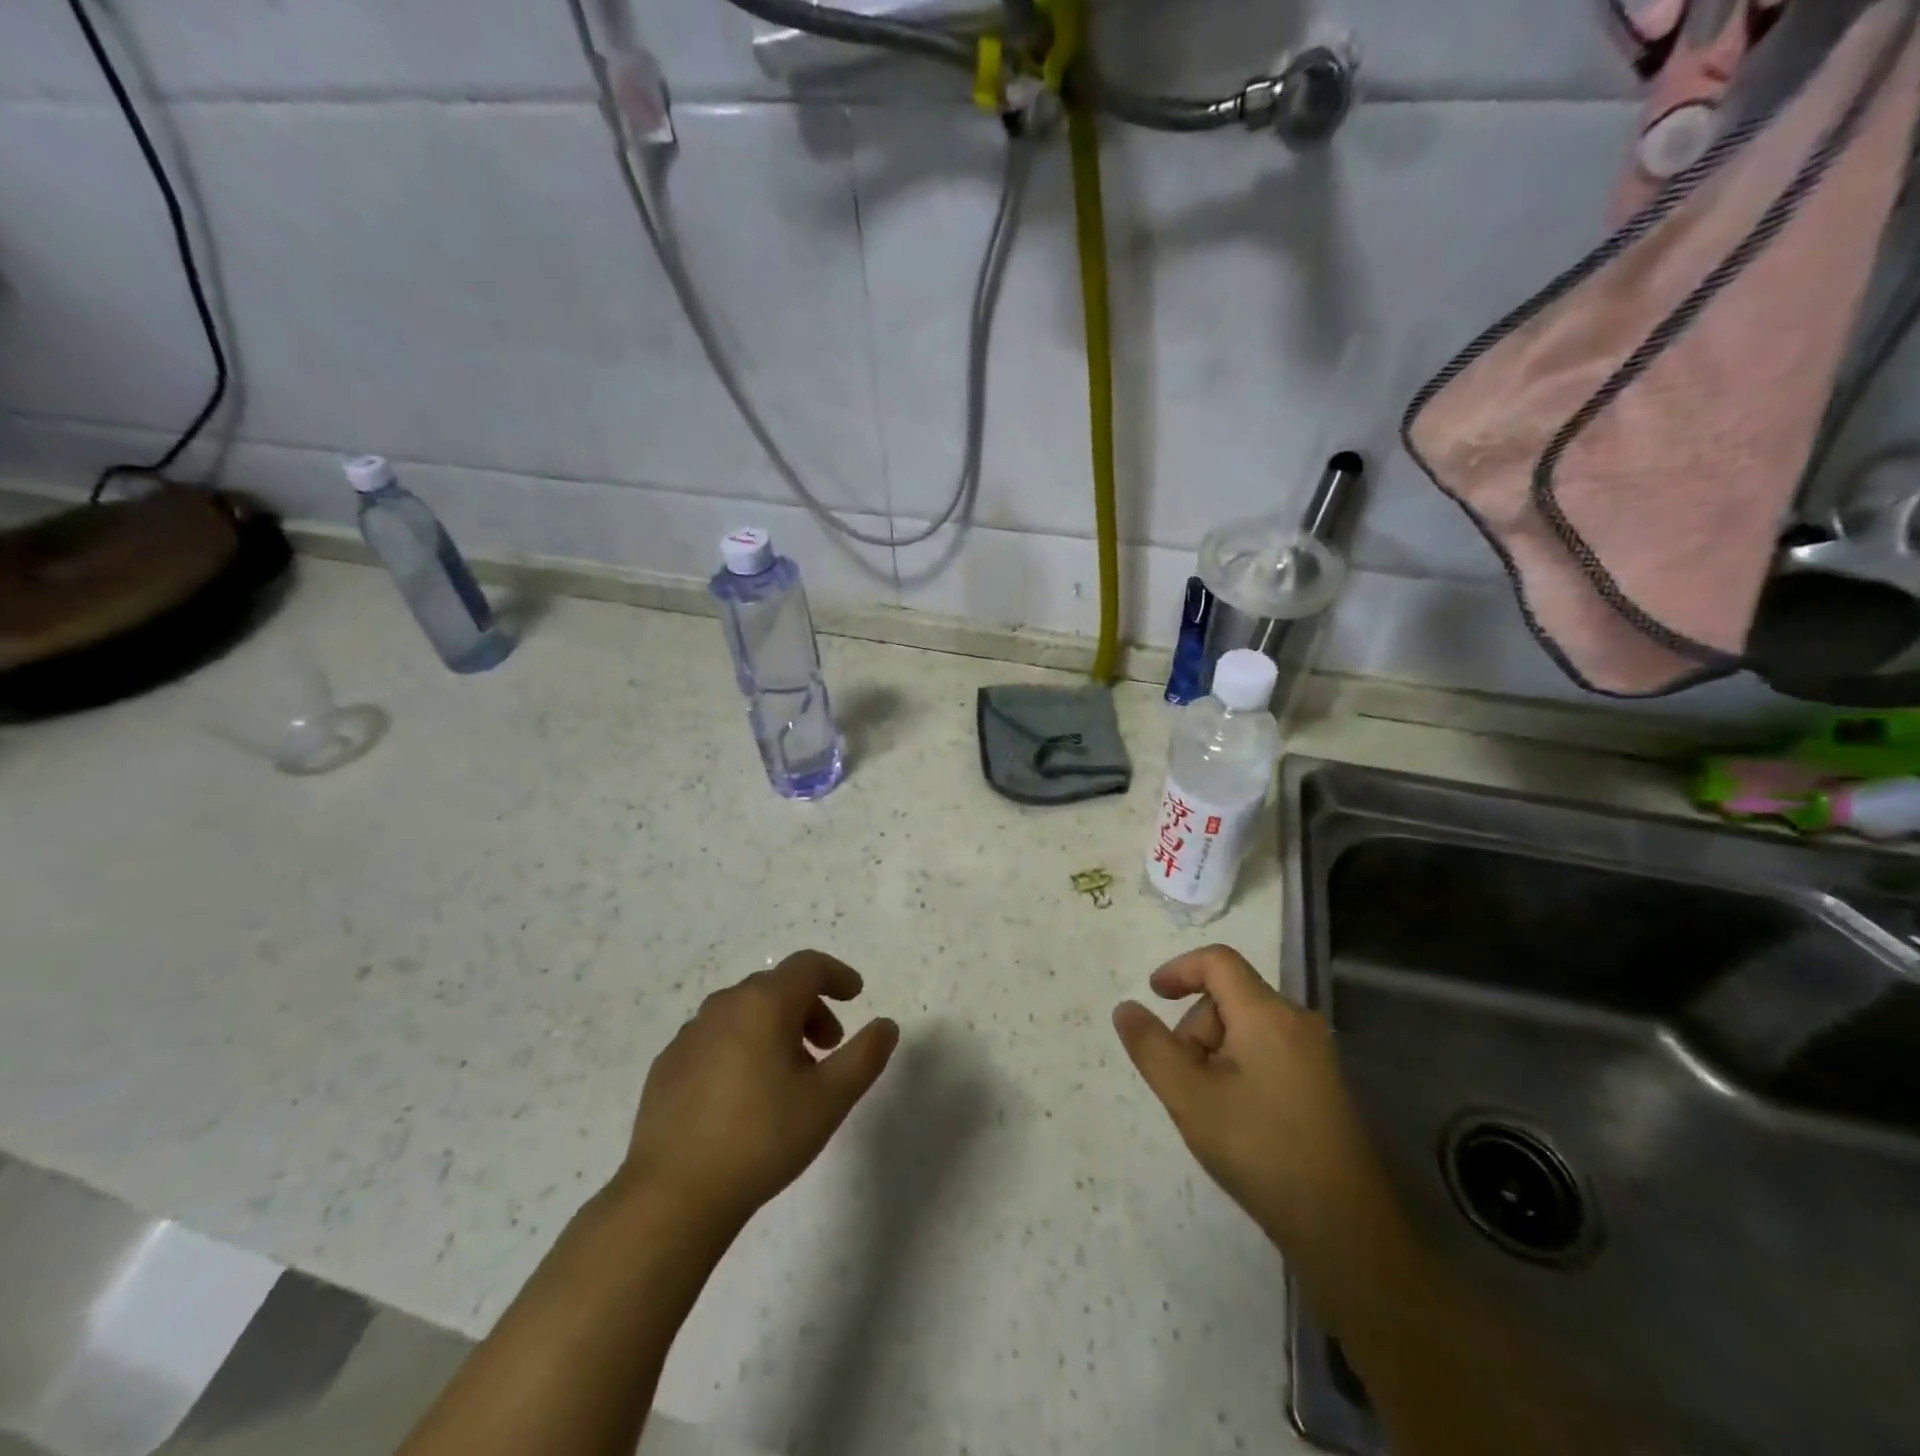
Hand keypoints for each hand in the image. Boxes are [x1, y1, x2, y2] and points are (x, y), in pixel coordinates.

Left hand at [619, 950, 898, 1230]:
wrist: (673, 1195)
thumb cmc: (762, 1137)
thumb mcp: (830, 1099)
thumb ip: (865, 1055)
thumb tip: (886, 1025)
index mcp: (765, 1003)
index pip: (808, 966)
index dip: (837, 975)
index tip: (856, 995)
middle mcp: (725, 1005)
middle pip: (777, 987)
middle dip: (810, 1007)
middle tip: (828, 1047)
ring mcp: (690, 1034)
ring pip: (745, 1012)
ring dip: (775, 1027)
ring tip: (789, 1074)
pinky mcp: (667, 1064)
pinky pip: (716, 1038)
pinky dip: (741, 1047)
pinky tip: (744, 1094)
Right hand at [1113, 944, 1393, 1250]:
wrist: (1345, 1228)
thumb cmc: (1259, 1150)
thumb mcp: (1188, 1097)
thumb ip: (1151, 1046)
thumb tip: (1126, 1007)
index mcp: (1267, 1014)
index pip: (1218, 961)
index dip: (1179, 969)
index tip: (1152, 995)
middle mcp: (1297, 1022)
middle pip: (1230, 997)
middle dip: (1196, 1028)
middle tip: (1184, 1081)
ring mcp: (1316, 1055)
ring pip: (1247, 1028)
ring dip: (1216, 1052)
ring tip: (1211, 1108)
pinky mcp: (1324, 1085)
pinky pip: (1268, 1052)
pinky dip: (1240, 1068)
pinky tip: (1239, 1118)